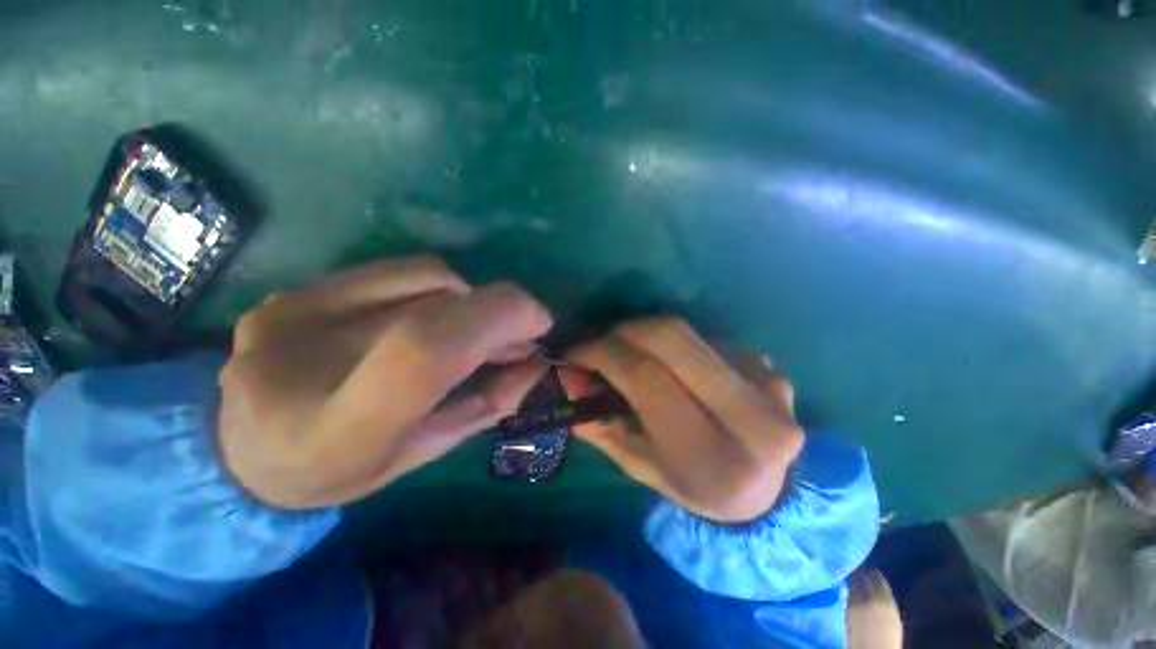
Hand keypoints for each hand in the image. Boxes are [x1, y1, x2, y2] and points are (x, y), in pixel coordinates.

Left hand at [218, 257, 552, 509]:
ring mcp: (292, 314)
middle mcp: (304, 362)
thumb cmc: (342, 468)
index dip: (496, 320)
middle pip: (436, 308)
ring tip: (479, 330)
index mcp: (339, 429)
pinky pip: (399, 270)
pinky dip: (441, 288)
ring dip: (473, 302)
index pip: (425, 350)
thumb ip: (487, 404)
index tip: (538, 322)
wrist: (241, 451)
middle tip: (522, 334)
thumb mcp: (425, 452)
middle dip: (498, 313)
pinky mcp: (294, 291)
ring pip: (427, 279)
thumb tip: (537, 362)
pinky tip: (440, 313)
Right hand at [559, 318, 803, 523]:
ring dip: (648, 333)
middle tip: (602, 340)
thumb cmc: (693, 487)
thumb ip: (600, 423)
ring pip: (690, 333)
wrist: (767, 495)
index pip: (646, 379)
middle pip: (673, 339)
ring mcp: (769, 388)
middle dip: (625, 330)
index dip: (603, 353)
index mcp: (710, 460)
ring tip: (629, 349)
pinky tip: (672, 364)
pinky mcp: (773, 371)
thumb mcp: (640, 466)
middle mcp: (750, 420)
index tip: (576, 350)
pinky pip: (707, 340)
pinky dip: (677, 345)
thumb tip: (569, 376)